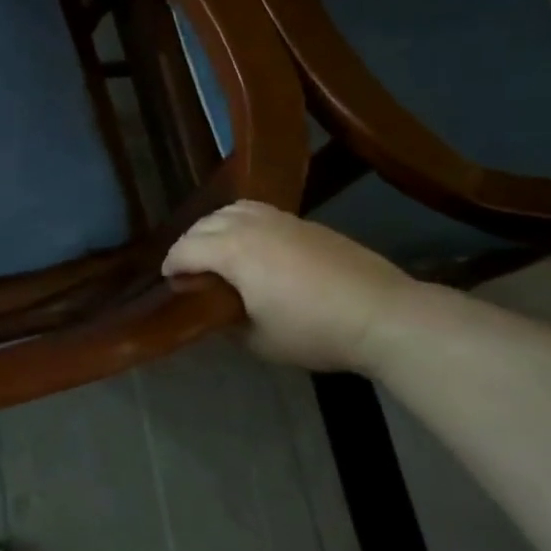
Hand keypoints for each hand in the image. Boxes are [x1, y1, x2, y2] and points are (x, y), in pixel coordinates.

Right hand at [163, 200, 425, 372]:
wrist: (382, 313)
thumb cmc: (314, 330)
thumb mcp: (261, 340)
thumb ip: (229, 322)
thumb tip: (218, 312)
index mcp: (232, 250)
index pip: (186, 249)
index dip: (172, 265)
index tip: (168, 281)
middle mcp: (249, 224)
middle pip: (204, 224)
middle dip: (189, 244)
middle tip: (188, 269)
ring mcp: (279, 218)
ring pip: (231, 210)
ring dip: (214, 227)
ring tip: (216, 250)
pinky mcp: (303, 221)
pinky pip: (257, 211)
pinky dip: (241, 222)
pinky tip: (252, 244)